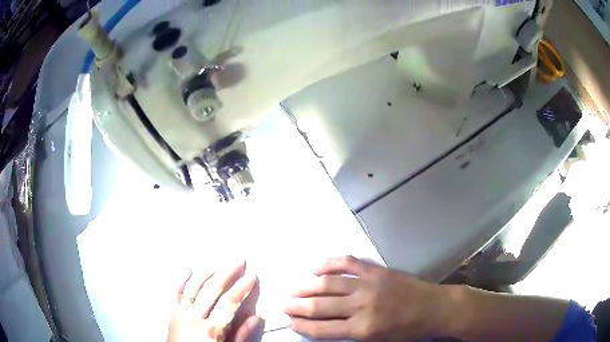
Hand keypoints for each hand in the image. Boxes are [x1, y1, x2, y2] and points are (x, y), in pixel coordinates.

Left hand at [167, 261, 263, 341]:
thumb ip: (242, 336)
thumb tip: (256, 318)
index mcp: (210, 329)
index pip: (228, 303)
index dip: (241, 289)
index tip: (251, 277)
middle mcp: (193, 317)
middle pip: (211, 290)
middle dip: (227, 274)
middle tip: (239, 261)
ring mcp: (180, 313)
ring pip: (193, 287)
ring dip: (207, 272)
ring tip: (219, 262)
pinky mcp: (171, 312)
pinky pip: (175, 292)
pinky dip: (182, 280)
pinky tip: (190, 270)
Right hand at [283, 256, 449, 340]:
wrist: (434, 308)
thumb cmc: (407, 331)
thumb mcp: (377, 341)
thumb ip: (350, 334)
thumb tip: (324, 325)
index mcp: (363, 329)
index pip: (323, 329)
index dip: (303, 325)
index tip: (289, 321)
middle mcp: (362, 306)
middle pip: (320, 306)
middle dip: (297, 306)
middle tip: (283, 304)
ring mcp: (369, 284)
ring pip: (329, 283)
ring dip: (307, 286)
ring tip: (293, 288)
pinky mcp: (377, 270)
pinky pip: (348, 263)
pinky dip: (329, 264)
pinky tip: (317, 268)